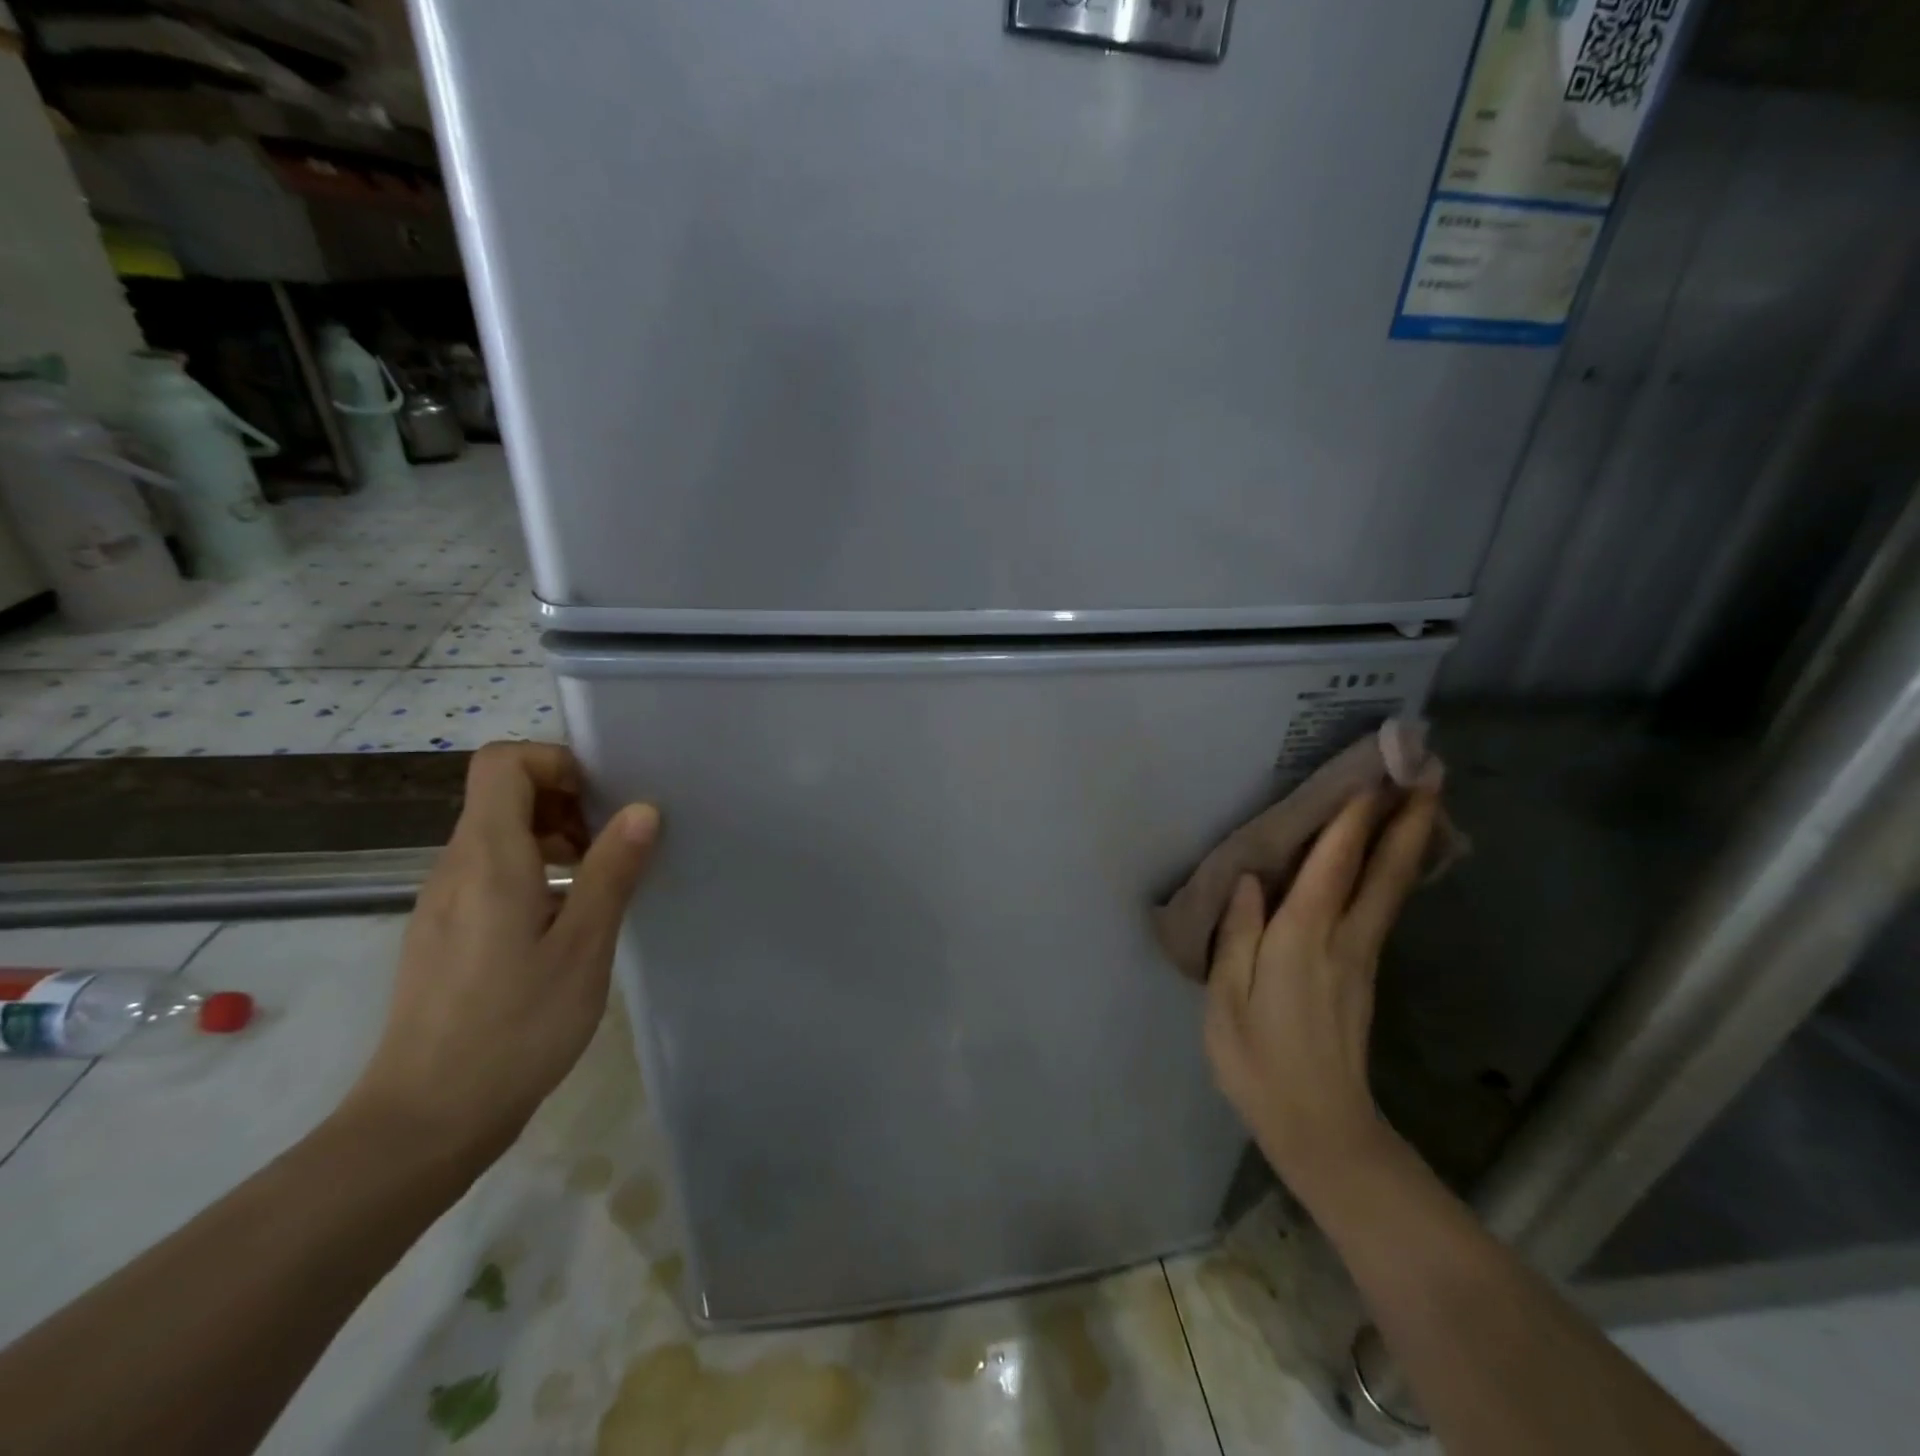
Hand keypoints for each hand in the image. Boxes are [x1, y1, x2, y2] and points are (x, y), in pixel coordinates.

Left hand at [345, 742, 659, 1160]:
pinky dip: (534, 873)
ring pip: (498, 834)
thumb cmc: (515, 1028)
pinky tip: (565, 923)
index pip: (503, 762)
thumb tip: (643, 809)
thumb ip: (611, 871)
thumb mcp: (583, 947)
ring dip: (554, 839)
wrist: (426, 1120)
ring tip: (598, 885)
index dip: (556, 763)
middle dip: (566, 802)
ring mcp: (443, 901)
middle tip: (614, 847)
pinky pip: (490, 873)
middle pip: (502, 794)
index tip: (603, 801)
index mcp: (487, 858)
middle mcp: (454, 866)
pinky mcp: (444, 932)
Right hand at [1204, 787, 1438, 1192]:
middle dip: (1408, 821)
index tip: (1374, 776)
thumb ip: (1238, 934)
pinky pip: (1382, 909)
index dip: (1353, 821)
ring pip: (1392, 889)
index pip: (1333, 867)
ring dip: (1409, 842)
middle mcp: (1342, 939)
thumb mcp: (1227, 998)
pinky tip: (1394, 861)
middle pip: (1384, 872)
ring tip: (1423, 802)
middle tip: (1433, 774)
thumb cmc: (1258, 1061)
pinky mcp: (1365, 974)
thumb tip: (1249, 880)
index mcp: (1302, 940)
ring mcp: (1361, 958)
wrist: (1320, 1127)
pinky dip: (1394, 874)